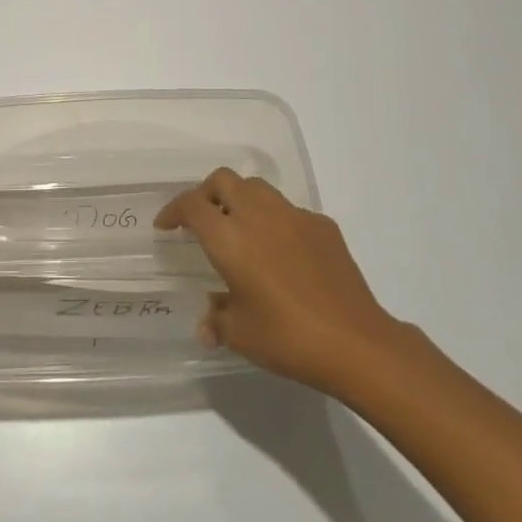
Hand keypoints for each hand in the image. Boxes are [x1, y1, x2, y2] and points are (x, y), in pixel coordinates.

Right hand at [156, 167, 405, 393]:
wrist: (355, 341)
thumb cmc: (287, 337)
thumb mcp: (240, 334)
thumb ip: (216, 320)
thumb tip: (206, 324)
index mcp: (230, 237)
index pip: (192, 205)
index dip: (174, 210)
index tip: (166, 226)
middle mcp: (258, 215)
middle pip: (223, 180)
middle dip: (205, 194)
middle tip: (201, 220)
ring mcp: (293, 216)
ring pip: (257, 188)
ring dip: (240, 200)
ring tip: (240, 229)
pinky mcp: (322, 224)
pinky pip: (288, 211)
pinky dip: (275, 220)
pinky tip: (281, 252)